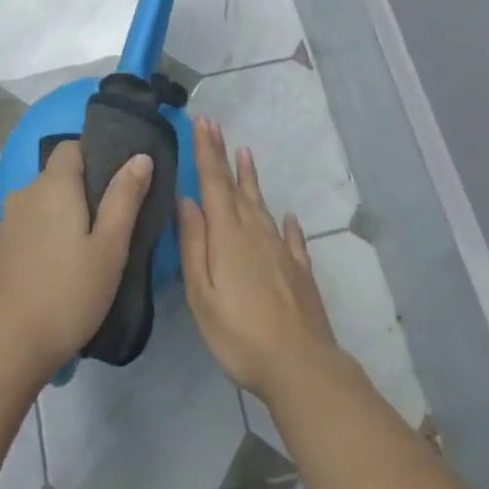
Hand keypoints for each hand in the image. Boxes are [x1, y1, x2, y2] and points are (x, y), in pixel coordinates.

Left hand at [0, 141, 152, 382]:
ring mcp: (9, 222)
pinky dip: (51, 232)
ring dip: (68, 213)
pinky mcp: (2, 249)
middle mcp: (25, 194)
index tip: (121, 181)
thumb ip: (125, 198)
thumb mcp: (110, 247)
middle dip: (87, 188)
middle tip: (117, 220)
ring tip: (95, 245)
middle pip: (59, 174)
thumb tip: (140, 157)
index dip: (97, 154)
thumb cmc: (68, 294)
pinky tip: (66, 265)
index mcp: (52, 185)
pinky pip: (33, 224)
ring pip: (46, 202)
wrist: (8, 349)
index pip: (72, 146)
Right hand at [178, 117, 337, 401]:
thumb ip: (194, 244)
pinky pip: (292, 238)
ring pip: (263, 205)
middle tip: (215, 127)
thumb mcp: (201, 294)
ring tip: (247, 154)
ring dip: (252, 179)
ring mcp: (281, 250)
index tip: (202, 122)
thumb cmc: (239, 334)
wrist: (300, 365)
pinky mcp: (300, 271)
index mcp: (228, 235)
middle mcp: (255, 233)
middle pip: (236, 187)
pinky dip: (288, 224)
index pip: (213, 183)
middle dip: (223, 156)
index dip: (207, 151)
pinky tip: (289, 217)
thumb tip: (187, 200)